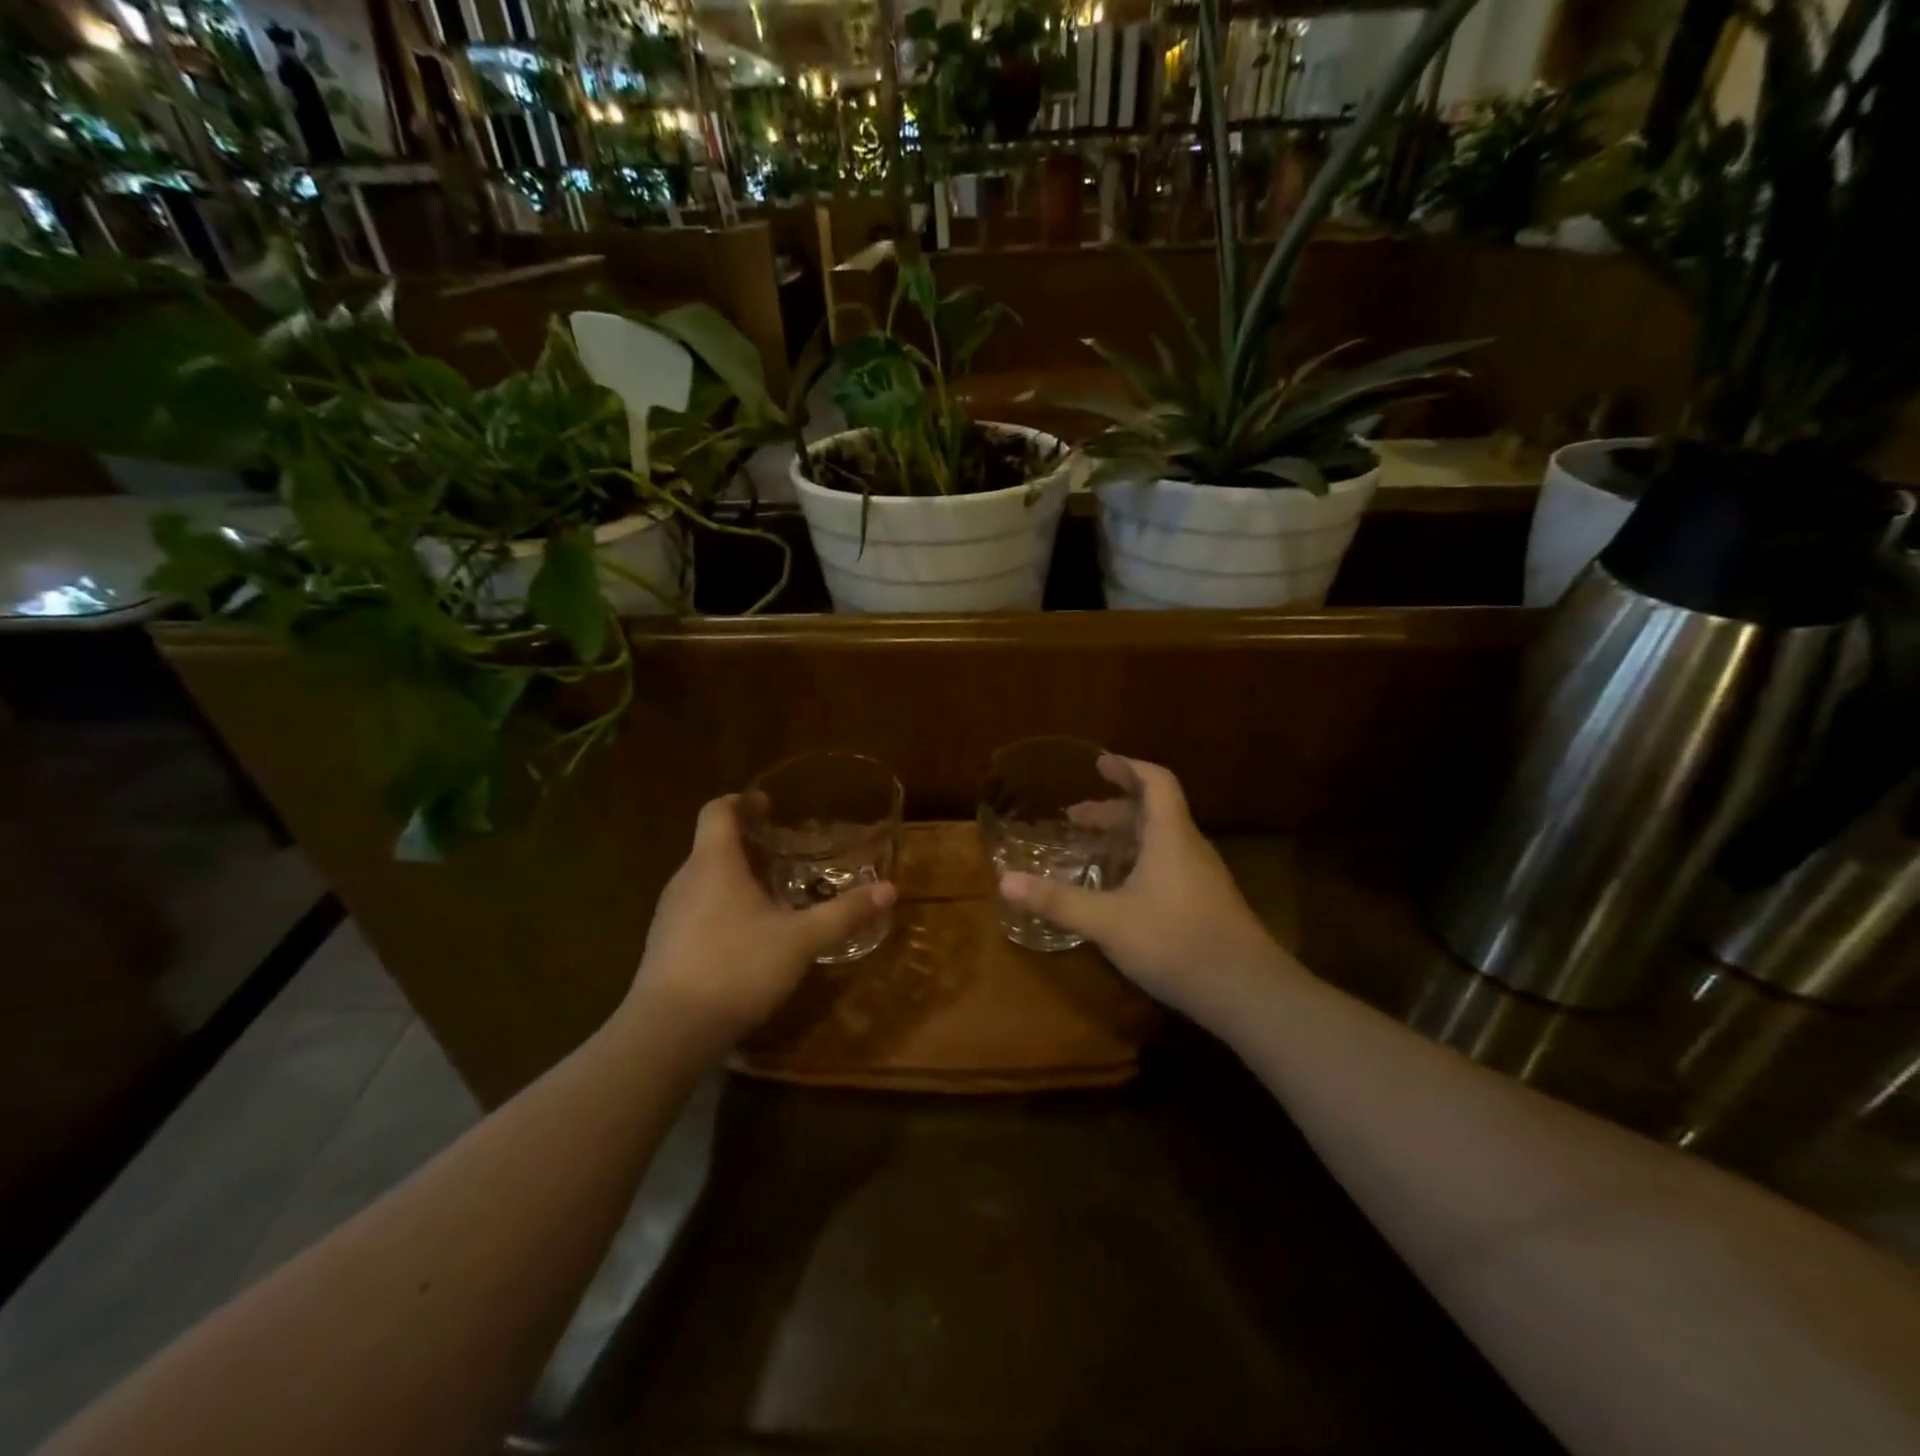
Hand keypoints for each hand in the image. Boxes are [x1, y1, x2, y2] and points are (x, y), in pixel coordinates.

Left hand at [623, 795, 895, 1055]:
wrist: (669, 1032)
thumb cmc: (735, 967)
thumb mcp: (801, 940)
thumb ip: (844, 913)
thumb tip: (889, 889)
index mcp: (714, 863)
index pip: (717, 811)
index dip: (741, 801)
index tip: (768, 804)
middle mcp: (686, 880)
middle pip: (713, 845)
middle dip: (748, 843)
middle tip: (786, 850)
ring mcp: (669, 916)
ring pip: (705, 880)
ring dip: (736, 878)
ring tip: (773, 892)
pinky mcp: (665, 948)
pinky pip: (697, 911)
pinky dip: (723, 909)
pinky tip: (749, 937)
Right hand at [999, 757, 1292, 1028]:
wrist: (1248, 992)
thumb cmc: (1177, 942)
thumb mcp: (1108, 922)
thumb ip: (1058, 901)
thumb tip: (1006, 882)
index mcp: (1170, 836)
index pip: (1156, 782)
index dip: (1128, 767)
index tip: (1099, 763)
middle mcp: (1189, 848)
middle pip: (1153, 812)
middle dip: (1113, 810)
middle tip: (1075, 818)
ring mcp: (1203, 877)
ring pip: (1161, 842)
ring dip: (1126, 839)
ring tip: (1090, 852)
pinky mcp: (1207, 904)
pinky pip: (1168, 866)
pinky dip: (1139, 863)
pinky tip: (1119, 893)